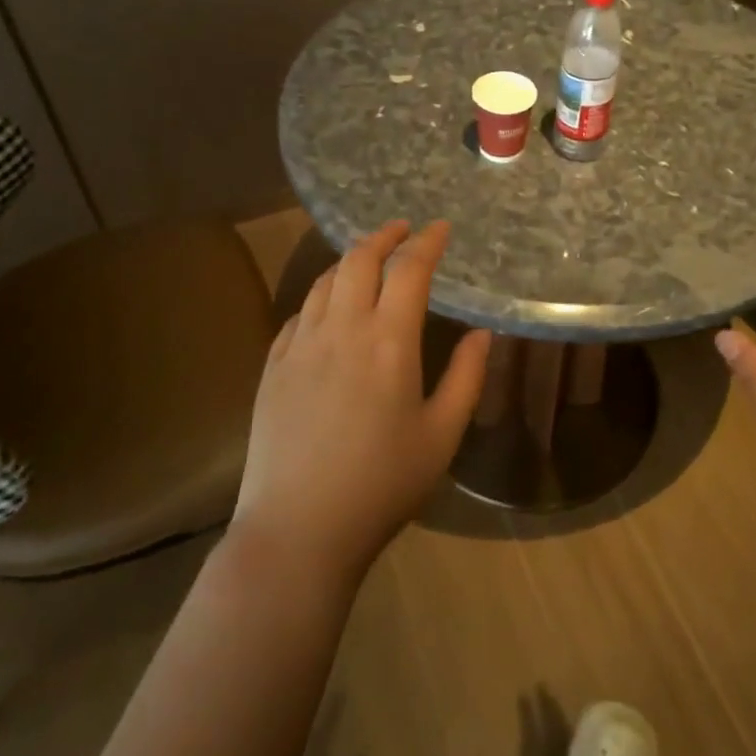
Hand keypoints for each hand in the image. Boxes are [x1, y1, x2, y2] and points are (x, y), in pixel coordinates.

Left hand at [234, 220, 491, 577]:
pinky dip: (320, 296)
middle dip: (383, 236)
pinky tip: (326, 308)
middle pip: (359, 260)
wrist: (299, 528)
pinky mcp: (273, 366)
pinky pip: (298, 314)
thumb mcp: (441, 436)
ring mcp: (301, 345)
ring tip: (366, 259)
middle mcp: (342, 329)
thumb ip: (466, 377)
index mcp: (389, 340)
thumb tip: (482, 333)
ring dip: (348, 260)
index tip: (440, 227)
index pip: (409, 269)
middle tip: (401, 229)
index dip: (427, 242)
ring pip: (324, 281)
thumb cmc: (382, 484)